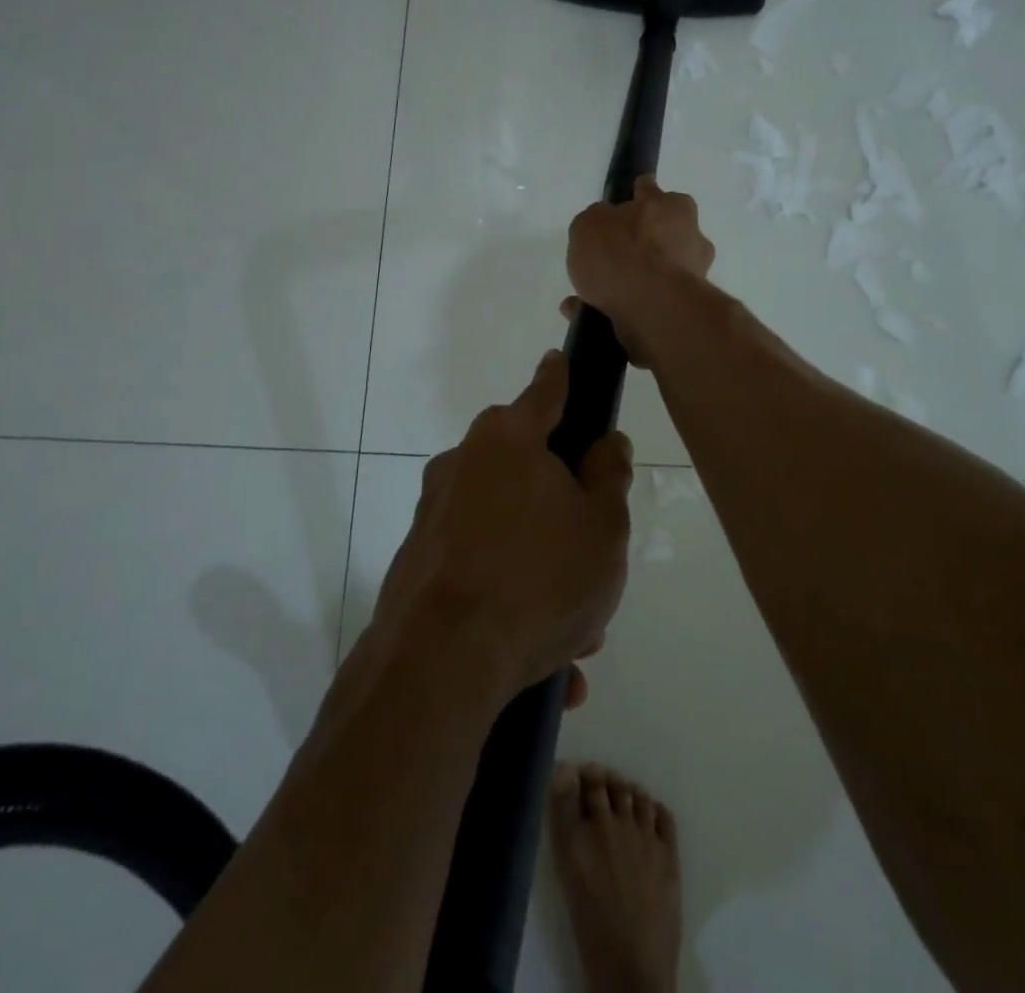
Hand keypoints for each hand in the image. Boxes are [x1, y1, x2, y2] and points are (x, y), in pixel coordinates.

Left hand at [371, 351, 632, 702]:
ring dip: (540, 562)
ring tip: (574, 631)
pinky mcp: (415, 560)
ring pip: (505, 524)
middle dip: (561, 503)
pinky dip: (508, 594)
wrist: (439, 665)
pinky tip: (538, 655)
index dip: (562, 376)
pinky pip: (478, 565)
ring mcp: (433, 512)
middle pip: (525, 465)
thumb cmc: (539, 579)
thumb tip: (605, 442)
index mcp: (508, 439)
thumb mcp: (603, 526)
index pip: (546, 390)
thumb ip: (609, 475)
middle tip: (592, 553)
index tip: (562, 361)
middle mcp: (463, 462)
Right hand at [566, 176, 714, 365]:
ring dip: (628, 283)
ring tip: (587, 296)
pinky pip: (646, 305)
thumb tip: (606, 229)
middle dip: (638, 245)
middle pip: (661, 235)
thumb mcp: (589, 224)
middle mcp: (691, 238)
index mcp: (673, 207)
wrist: (650, 308)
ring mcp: (692, 277)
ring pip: (655, 274)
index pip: (651, 191)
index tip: (625, 204)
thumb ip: (597, 222)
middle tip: (607, 258)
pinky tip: (590, 315)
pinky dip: (621, 309)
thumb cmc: (621, 253)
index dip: (635, 196)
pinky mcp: (684, 310)